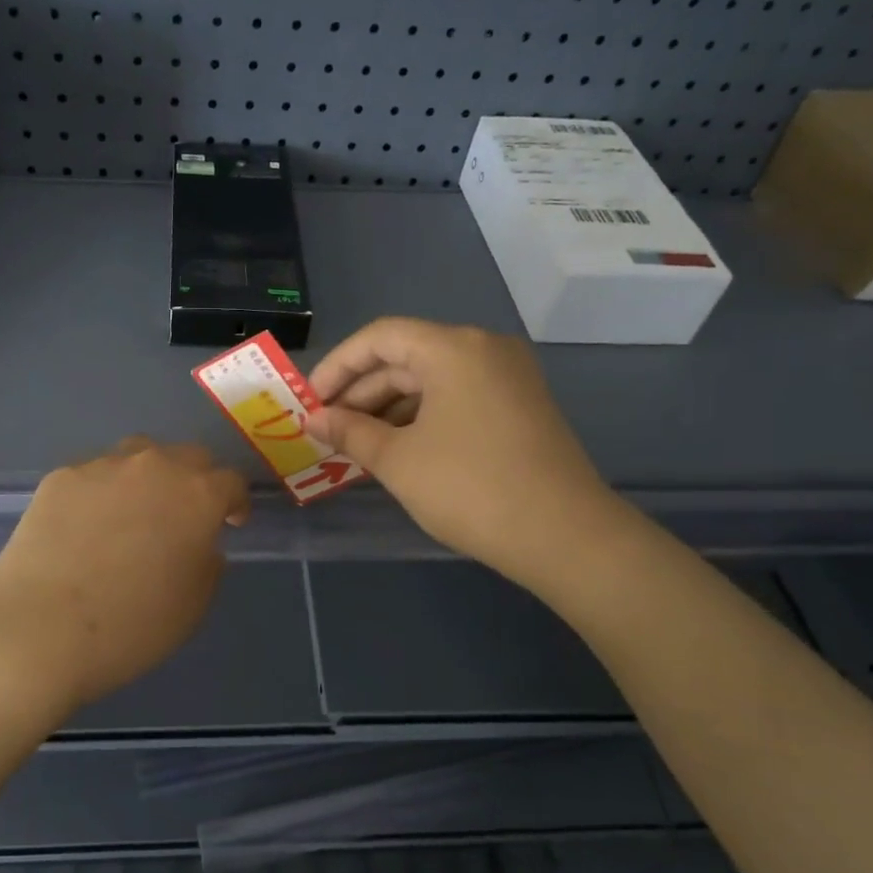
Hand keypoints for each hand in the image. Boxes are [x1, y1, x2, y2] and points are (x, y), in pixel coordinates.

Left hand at [0, 438, 249, 712]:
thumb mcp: (194, 605)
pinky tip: (88, 524)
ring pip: (139, 454)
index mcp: (198, 496)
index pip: (231, 482)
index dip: (235, 503)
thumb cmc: (131, 626)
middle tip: (185, 515)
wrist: (40, 630)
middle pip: (188, 456)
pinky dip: (103, 490)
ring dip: (149, 476)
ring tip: (136, 510)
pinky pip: (95, 473)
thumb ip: (207, 562)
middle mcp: (155, 467)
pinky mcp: (60, 477)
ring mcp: (103, 466)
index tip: (230, 524)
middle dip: (196, 481)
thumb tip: (198, 542)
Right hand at [306, 318, 627, 589]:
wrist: (563, 535)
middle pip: (406, 357)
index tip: (309, 402)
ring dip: (388, 408)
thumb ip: (350, 432)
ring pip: (431, 380)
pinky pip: (456, 398)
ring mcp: (507, 377)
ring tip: (355, 445)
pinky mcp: (519, 405)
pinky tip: (396, 449)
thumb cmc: (470, 489)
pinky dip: (420, 417)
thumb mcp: (398, 461)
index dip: (337, 366)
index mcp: (453, 348)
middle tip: (327, 430)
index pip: (379, 337)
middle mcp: (484, 349)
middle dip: (360, 392)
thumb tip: (314, 420)